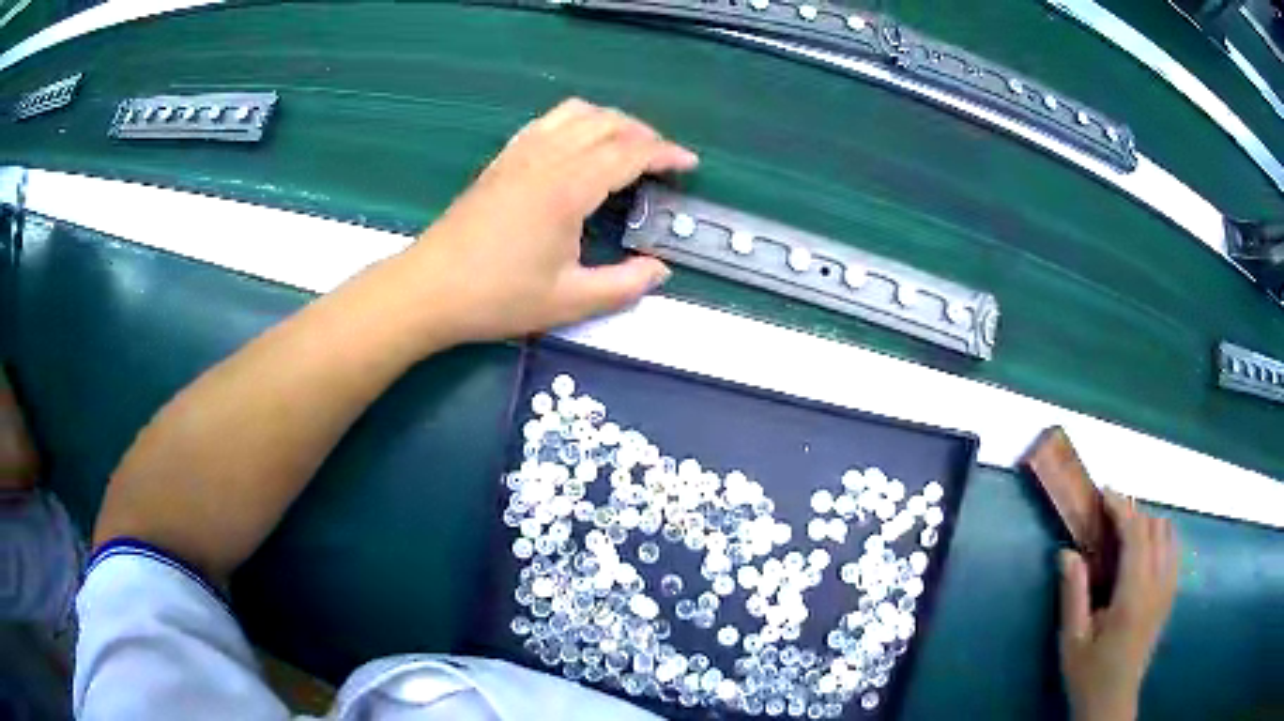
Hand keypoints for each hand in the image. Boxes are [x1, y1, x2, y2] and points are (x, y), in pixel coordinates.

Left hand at [402, 98, 697, 343]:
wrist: (430, 289)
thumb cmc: (498, 297)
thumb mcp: (569, 301)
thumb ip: (624, 285)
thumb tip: (660, 270)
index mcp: (569, 188)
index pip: (629, 152)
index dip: (666, 154)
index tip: (689, 165)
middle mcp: (547, 158)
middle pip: (607, 122)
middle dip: (645, 133)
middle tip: (663, 160)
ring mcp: (520, 154)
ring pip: (576, 113)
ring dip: (611, 121)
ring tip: (627, 146)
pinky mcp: (502, 159)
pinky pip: (547, 121)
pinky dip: (576, 121)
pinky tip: (579, 145)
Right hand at [1059, 491, 1178, 720]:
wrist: (1112, 703)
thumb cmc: (1089, 674)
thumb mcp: (1072, 640)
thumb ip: (1073, 594)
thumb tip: (1067, 552)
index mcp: (1134, 594)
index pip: (1136, 533)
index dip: (1121, 507)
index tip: (1104, 494)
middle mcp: (1158, 584)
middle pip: (1155, 527)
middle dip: (1133, 513)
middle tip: (1108, 518)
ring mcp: (1168, 589)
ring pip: (1169, 534)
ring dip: (1148, 524)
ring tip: (1125, 533)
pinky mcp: (1171, 596)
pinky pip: (1175, 550)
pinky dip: (1161, 538)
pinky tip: (1145, 551)